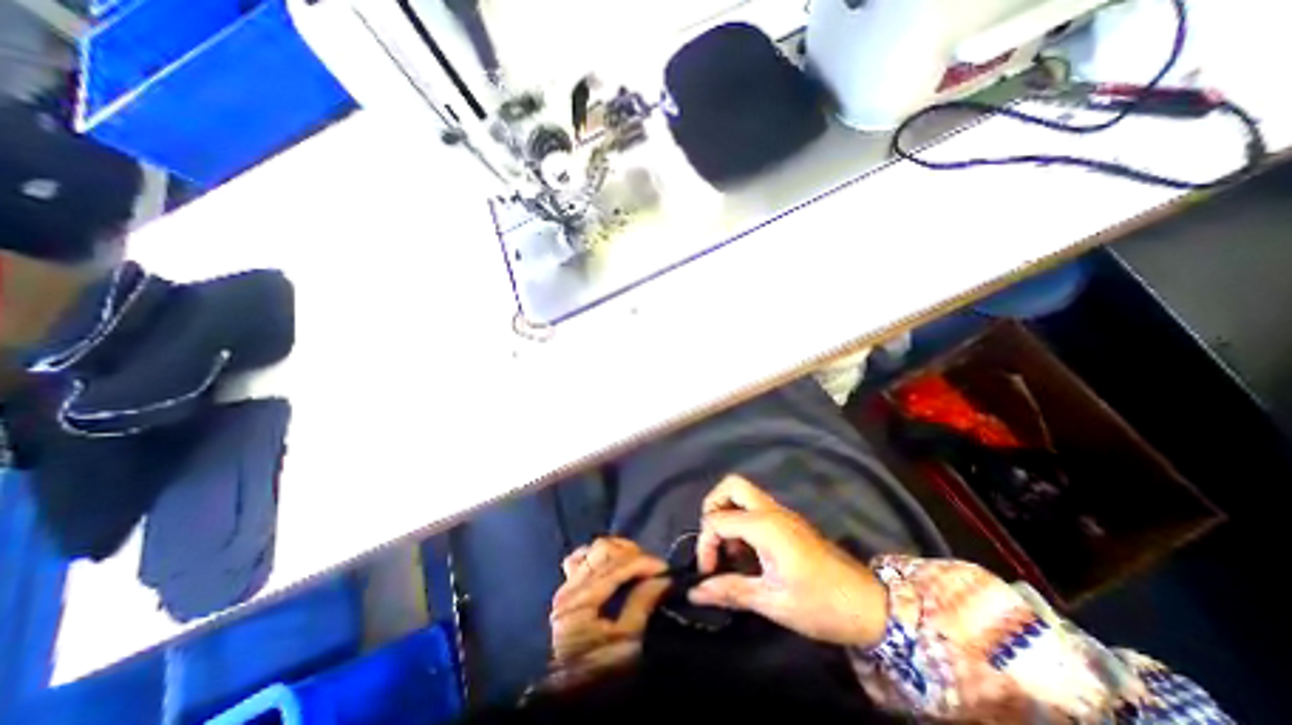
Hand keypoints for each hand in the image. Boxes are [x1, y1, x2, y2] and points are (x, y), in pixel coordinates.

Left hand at [550, 538, 669, 668]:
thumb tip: (662, 578)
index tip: (665, 568)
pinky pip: (581, 559)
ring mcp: (565, 587)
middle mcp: (568, 589)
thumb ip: (642, 603)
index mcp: (580, 603)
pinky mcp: (568, 590)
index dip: (642, 562)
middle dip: (632, 554)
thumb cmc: (604, 670)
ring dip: (618, 551)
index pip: (615, 567)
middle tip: (651, 567)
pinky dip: (600, 557)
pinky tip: (614, 563)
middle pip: (603, 551)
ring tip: (637, 562)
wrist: (578, 695)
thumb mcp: (627, 641)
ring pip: (593, 550)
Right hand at [698, 476, 890, 644]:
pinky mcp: (789, 521)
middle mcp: (771, 510)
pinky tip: (748, 552)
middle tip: (713, 540)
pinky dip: (741, 519)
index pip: (717, 519)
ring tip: (730, 550)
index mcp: (765, 526)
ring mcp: (782, 513)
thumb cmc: (821, 605)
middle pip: (731, 486)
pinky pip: (755, 506)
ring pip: (743, 493)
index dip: (705, 543)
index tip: (709, 573)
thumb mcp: (773, 602)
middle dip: (713, 507)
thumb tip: (696, 592)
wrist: (869, 605)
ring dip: (728, 513)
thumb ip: (731, 591)